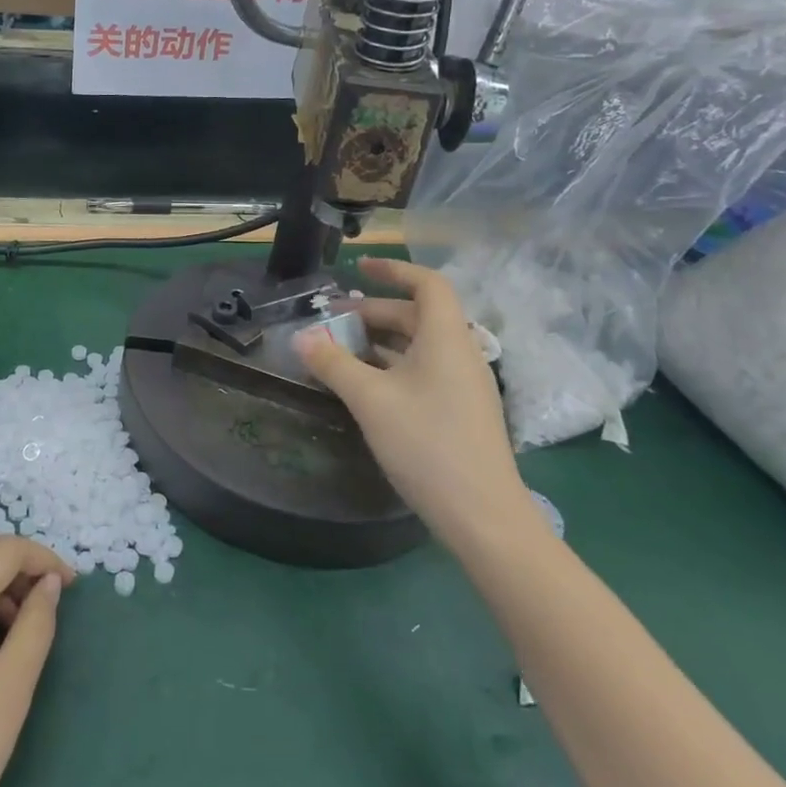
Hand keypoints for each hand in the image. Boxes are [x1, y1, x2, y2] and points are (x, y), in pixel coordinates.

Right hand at [294, 257, 531, 544]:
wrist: (484, 518)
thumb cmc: (427, 445)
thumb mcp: (370, 399)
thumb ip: (333, 363)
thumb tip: (301, 336)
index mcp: (446, 338)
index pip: (427, 284)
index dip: (394, 270)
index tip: (359, 269)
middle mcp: (460, 354)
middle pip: (418, 315)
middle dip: (374, 311)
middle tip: (333, 318)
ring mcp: (464, 385)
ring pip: (419, 345)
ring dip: (381, 340)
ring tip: (340, 349)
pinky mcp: (461, 411)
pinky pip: (424, 370)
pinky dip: (392, 365)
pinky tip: (365, 384)